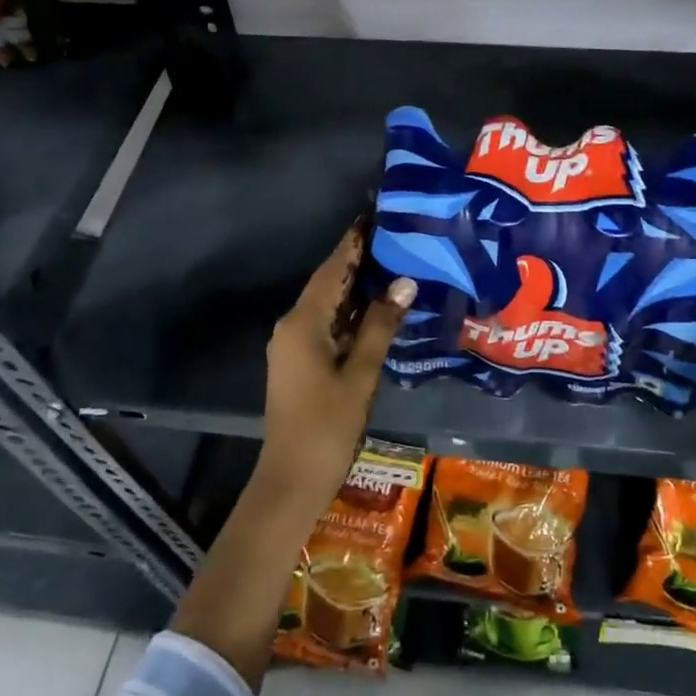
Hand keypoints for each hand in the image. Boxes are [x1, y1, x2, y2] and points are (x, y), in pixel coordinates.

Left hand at [259, 227, 414, 514]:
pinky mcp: (298, 363)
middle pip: (327, 284)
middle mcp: (291, 326)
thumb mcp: (360, 374)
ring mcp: (291, 346)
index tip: (375, 216)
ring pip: (327, 305)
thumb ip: (381, 326)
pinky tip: (376, 310)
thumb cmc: (327, 426)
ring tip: (392, 265)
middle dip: (358, 262)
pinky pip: (325, 325)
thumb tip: (404, 282)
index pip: (332, 270)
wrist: (291, 480)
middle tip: (394, 238)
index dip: (353, 243)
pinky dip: (349, 314)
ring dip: (355, 288)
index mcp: (302, 323)